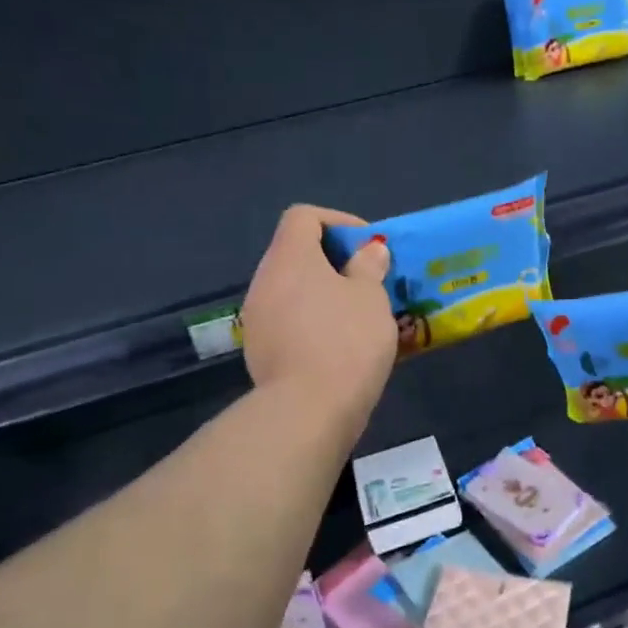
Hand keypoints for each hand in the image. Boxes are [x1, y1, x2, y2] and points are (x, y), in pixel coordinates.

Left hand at [241, 206, 396, 427]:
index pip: (303, 217)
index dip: (338, 222)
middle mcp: (264, 280)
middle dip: (334, 261)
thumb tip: (368, 251)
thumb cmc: (347, 340)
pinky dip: (311, 321)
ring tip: (357, 315)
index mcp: (289, 258)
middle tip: (368, 281)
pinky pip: (288, 321)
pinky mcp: (258, 350)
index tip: (368, 247)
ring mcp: (256, 318)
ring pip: (292, 290)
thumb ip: (368, 267)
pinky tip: (337, 344)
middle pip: (296, 253)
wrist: (309, 410)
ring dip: (323, 293)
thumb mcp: (371, 297)